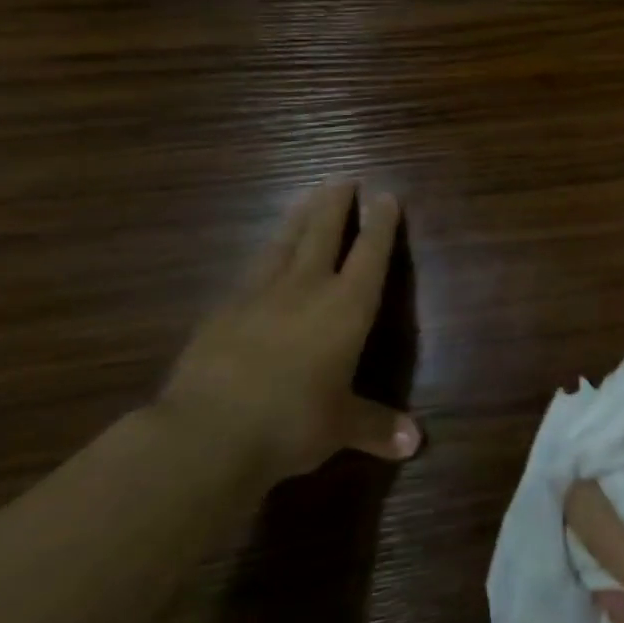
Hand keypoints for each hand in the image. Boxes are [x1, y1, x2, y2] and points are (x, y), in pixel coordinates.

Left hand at [155, 181, 419, 486]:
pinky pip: (251, 271)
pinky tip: (263, 256)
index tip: (386, 196)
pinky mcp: (221, 311)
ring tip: (307, 196)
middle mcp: (306, 290)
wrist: (207, 432)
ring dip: (299, 217)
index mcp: (346, 309)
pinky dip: (265, 255)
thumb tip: (415, 444)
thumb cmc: (292, 422)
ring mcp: (258, 296)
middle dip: (336, 205)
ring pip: (283, 243)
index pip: (370, 256)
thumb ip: (376, 427)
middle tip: (343, 178)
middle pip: (323, 234)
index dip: (381, 225)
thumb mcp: (341, 427)